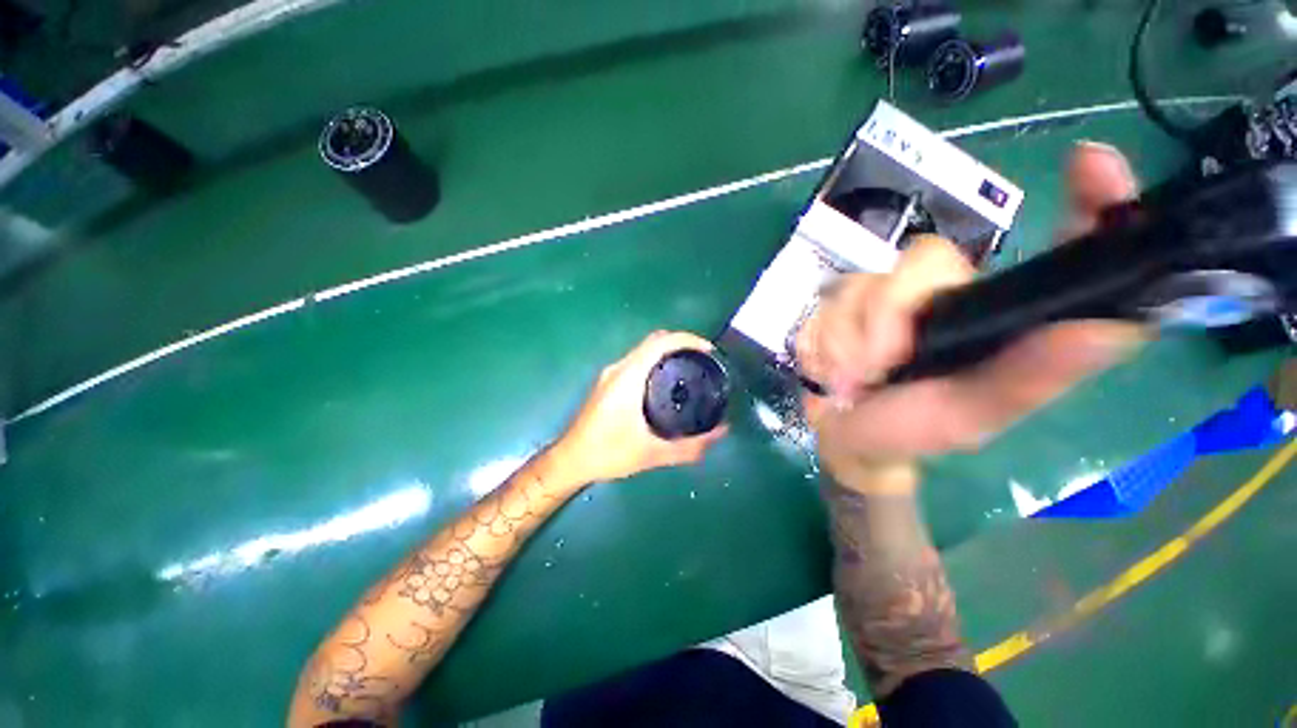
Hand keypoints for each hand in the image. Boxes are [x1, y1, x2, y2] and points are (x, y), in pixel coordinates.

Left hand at [554, 331, 728, 482]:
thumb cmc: (608, 454)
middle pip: (654, 341)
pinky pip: (637, 361)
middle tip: (704, 362)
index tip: (708, 351)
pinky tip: (667, 384)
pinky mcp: (608, 382)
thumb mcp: (652, 453)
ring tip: (691, 370)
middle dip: (681, 344)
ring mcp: (610, 374)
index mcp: (628, 377)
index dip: (687, 339)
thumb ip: (689, 446)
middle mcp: (619, 368)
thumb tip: (722, 432)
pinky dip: (656, 362)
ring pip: (644, 350)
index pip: (660, 342)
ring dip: (668, 352)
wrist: (570, 459)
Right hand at [798, 235, 1143, 486]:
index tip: (1090, 163)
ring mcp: (892, 294)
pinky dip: (827, 339)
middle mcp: (952, 292)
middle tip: (881, 364)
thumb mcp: (972, 415)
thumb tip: (1107, 327)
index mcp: (1003, 316)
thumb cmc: (913, 429)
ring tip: (852, 377)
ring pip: (866, 283)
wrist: (843, 433)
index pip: (1058, 247)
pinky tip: (832, 365)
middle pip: (923, 259)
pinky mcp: (846, 303)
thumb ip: (1028, 377)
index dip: (1086, 201)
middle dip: (890, 314)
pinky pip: (831, 302)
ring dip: (852, 338)